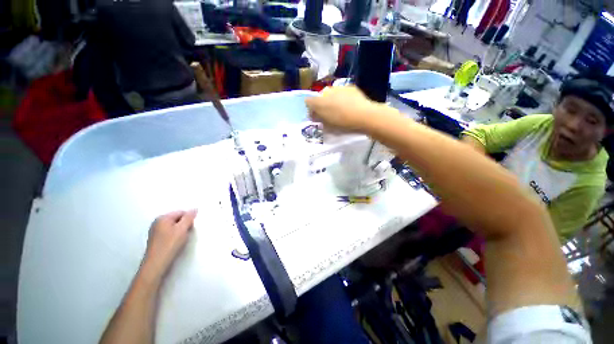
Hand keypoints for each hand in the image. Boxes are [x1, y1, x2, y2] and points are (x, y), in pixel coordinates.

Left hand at [142, 210, 197, 277]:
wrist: (156, 265)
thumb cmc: (170, 245)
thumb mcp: (182, 229)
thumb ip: (189, 217)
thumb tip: (194, 209)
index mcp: (162, 218)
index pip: (181, 212)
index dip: (188, 219)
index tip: (190, 228)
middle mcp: (157, 223)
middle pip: (177, 219)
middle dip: (184, 225)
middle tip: (186, 234)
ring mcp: (155, 232)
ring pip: (174, 227)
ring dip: (180, 232)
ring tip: (181, 240)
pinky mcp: (156, 240)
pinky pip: (169, 234)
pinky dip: (174, 237)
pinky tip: (175, 244)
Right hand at [305, 86, 380, 132]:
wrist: (363, 115)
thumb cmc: (343, 123)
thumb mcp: (328, 125)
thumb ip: (319, 118)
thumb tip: (315, 115)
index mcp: (319, 102)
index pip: (308, 102)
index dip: (311, 109)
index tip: (316, 116)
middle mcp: (326, 91)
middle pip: (320, 96)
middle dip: (322, 103)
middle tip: (328, 112)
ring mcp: (339, 87)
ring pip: (331, 92)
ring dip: (332, 98)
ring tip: (340, 108)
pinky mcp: (350, 87)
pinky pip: (342, 91)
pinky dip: (343, 96)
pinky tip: (349, 103)